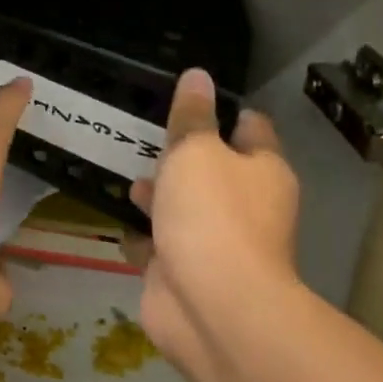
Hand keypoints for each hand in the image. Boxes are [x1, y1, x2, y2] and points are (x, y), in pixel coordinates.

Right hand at [126, 67, 304, 378]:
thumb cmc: (211, 214)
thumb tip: (197, 75)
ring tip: (128, 179)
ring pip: (185, 209)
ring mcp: (216, 243)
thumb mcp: (196, 151)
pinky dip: (144, 237)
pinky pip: (162, 246)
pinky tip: (120, 223)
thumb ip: (191, 116)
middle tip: (147, 138)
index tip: (192, 100)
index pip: (250, 128)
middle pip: (214, 171)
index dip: (225, 112)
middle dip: (183, 158)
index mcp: (262, 170)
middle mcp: (246, 205)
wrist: (211, 306)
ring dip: (160, 197)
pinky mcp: (185, 274)